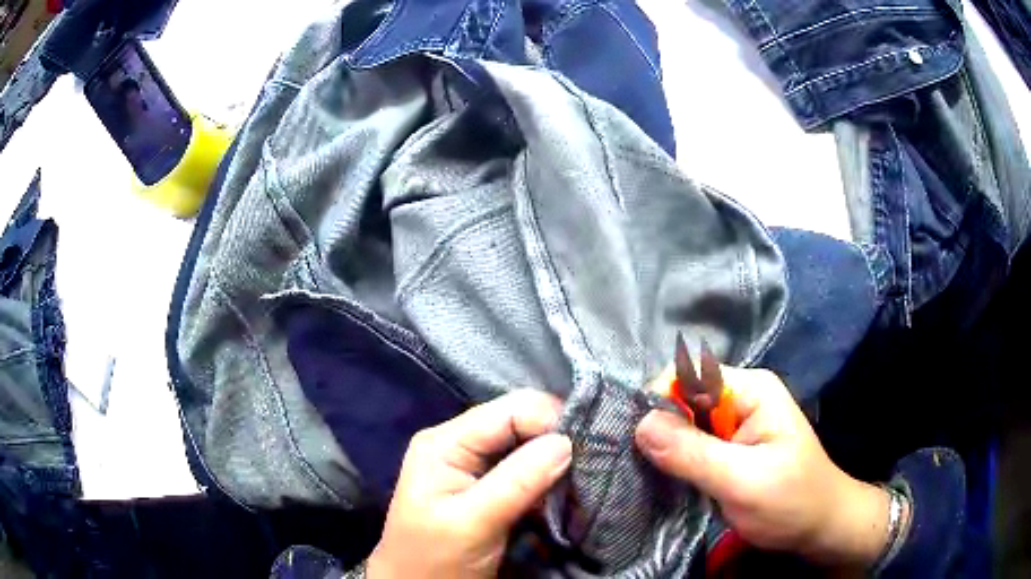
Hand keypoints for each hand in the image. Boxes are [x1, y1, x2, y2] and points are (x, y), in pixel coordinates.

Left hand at [368, 390, 572, 578]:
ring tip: (582, 483)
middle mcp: (461, 444)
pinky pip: (528, 472)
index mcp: (446, 442)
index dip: (551, 422)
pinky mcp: (489, 488)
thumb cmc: (434, 559)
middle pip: (522, 423)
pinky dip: (549, 481)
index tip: (587, 451)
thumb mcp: (472, 523)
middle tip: (590, 469)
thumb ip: (518, 482)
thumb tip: (567, 441)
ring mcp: (474, 467)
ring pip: (529, 447)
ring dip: (557, 464)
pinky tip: (565, 493)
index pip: (511, 410)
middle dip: (557, 442)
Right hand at [635, 368, 896, 566]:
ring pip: (683, 425)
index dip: (658, 404)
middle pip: (682, 399)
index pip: (687, 377)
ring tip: (646, 476)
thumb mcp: (743, 481)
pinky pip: (691, 445)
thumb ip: (694, 454)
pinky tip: (664, 479)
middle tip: (636, 466)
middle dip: (658, 429)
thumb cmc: (790, 501)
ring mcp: (734, 424)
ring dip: (665, 449)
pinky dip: (675, 461)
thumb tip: (640, 423)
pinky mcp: (728, 448)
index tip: (633, 441)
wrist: (819, 526)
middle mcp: (740, 398)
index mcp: (751, 390)